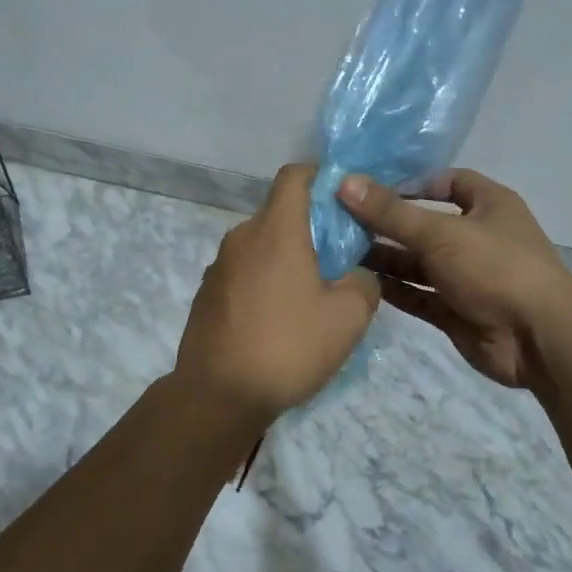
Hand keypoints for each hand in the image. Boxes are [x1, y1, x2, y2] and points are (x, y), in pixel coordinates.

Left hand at [173, 164, 380, 420]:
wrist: (217, 395)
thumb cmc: (287, 346)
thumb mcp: (348, 318)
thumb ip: (364, 283)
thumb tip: (356, 275)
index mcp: (275, 230)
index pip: (294, 176)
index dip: (321, 178)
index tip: (344, 201)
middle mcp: (242, 237)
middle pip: (280, 213)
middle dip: (311, 227)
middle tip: (339, 260)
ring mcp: (219, 266)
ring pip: (261, 246)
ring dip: (287, 258)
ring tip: (310, 297)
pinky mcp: (207, 294)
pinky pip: (244, 272)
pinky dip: (265, 281)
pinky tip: (278, 320)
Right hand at [339, 169, 571, 389]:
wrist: (539, 340)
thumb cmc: (496, 268)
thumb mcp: (441, 233)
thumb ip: (391, 212)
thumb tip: (345, 183)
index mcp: (488, 205)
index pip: (448, 182)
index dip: (412, 182)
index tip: (370, 187)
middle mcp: (477, 237)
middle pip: (425, 224)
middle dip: (387, 223)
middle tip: (340, 220)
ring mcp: (466, 276)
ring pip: (418, 262)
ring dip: (384, 257)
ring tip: (339, 250)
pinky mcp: (455, 310)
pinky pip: (418, 294)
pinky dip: (392, 288)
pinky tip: (357, 281)